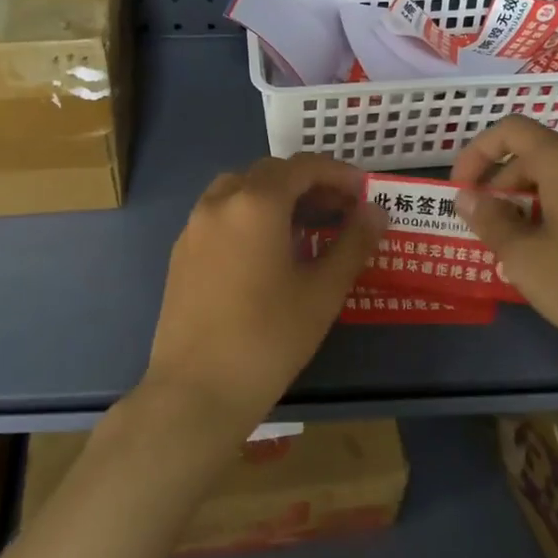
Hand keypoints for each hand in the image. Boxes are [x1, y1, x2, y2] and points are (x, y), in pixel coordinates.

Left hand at [143, 154, 383, 443]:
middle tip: (340, 210)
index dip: (338, 174)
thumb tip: (375, 211)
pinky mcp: (181, 251)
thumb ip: (353, 243)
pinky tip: (266, 250)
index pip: (303, 167)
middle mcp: (220, 201)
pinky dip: (249, 213)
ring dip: (276, 196)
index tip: (364, 193)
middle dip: (309, 183)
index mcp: (256, 202)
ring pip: (240, 189)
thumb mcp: (322, 292)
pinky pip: (220, 213)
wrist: (195, 391)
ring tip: (305, 226)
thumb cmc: (268, 339)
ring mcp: (194, 225)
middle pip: (271, 172)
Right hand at [451, 115, 557, 375]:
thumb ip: (490, 220)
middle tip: (485, 227)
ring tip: (516, 249)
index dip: (477, 153)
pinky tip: (557, 262)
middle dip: (501, 184)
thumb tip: (468, 197)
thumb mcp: (524, 256)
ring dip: (528, 204)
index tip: (461, 191)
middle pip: (536, 155)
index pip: (511, 130)